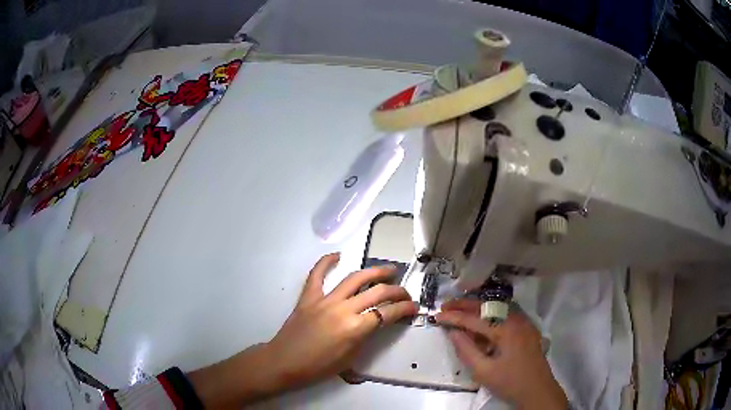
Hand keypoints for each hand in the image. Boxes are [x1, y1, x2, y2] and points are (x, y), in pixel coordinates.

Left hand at [189, 253, 417, 407]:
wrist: (285, 361)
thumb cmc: (319, 367)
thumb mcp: (351, 359)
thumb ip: (366, 338)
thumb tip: (376, 323)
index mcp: (355, 329)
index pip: (388, 313)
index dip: (404, 308)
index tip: (413, 307)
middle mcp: (343, 309)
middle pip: (377, 292)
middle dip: (396, 290)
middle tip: (404, 292)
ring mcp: (324, 300)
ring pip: (354, 278)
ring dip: (374, 271)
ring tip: (388, 269)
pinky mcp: (308, 296)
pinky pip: (318, 274)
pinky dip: (327, 262)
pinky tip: (339, 255)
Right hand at [437, 300, 566, 409]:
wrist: (538, 391)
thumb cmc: (510, 383)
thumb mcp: (483, 371)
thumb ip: (466, 350)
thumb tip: (453, 332)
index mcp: (506, 329)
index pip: (475, 318)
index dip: (454, 317)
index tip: (436, 316)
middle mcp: (516, 319)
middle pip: (487, 305)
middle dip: (464, 305)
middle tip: (444, 307)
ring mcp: (524, 322)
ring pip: (497, 307)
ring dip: (477, 307)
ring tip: (458, 310)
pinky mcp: (526, 329)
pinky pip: (505, 315)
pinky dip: (489, 315)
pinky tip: (480, 322)